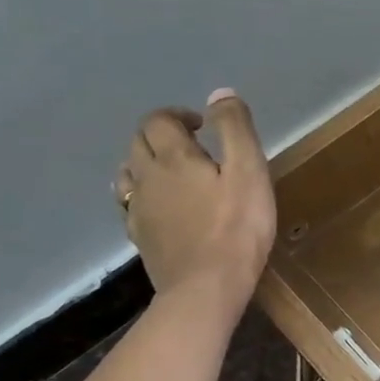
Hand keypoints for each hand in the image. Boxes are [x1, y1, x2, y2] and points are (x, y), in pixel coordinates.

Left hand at [113, 88, 275, 318]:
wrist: (206, 287)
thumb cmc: (237, 227)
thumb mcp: (250, 171)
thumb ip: (235, 128)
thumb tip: (219, 93)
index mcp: (174, 157)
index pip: (159, 120)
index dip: (178, 115)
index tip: (203, 126)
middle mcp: (147, 177)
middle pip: (139, 141)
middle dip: (162, 134)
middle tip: (194, 145)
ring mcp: (138, 209)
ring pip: (129, 171)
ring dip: (146, 161)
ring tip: (174, 172)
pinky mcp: (140, 235)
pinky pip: (130, 203)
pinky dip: (142, 193)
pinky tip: (160, 205)